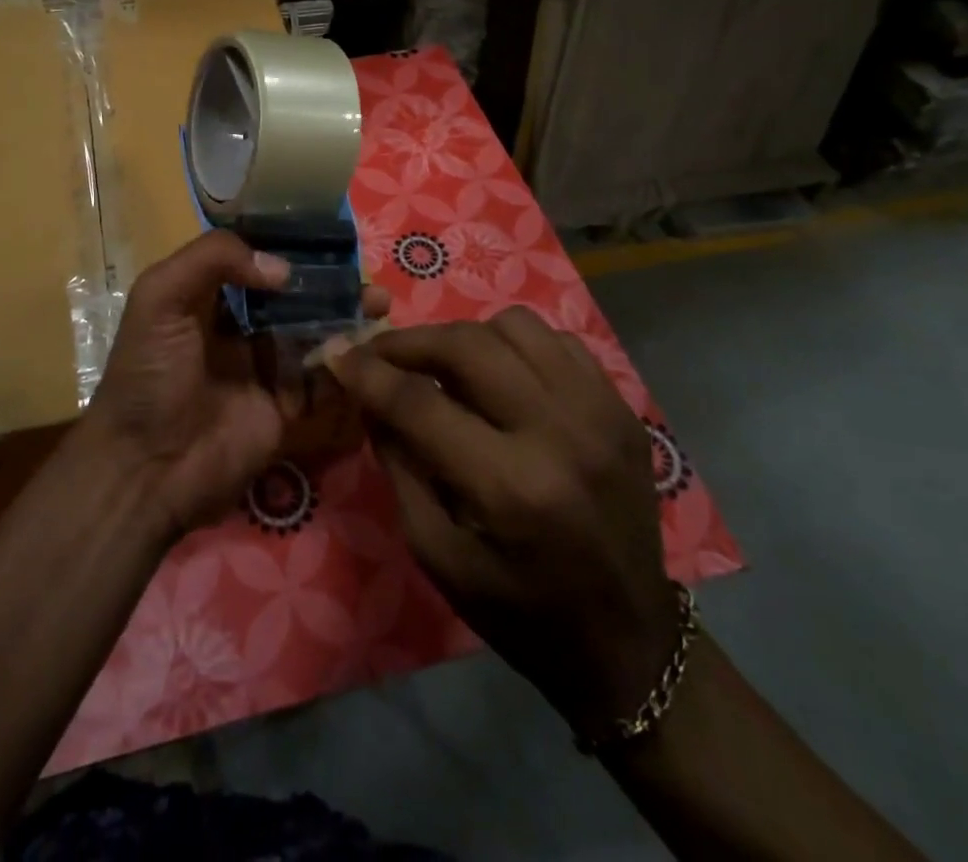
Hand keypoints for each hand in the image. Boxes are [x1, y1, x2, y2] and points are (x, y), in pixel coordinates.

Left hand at [81, 229, 388, 540]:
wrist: (148, 468)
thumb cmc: (149, 374)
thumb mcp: (160, 298)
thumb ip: (212, 259)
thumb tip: (282, 269)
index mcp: (205, 297)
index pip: (252, 261)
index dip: (287, 248)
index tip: (327, 237)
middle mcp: (238, 328)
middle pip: (291, 297)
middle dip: (326, 285)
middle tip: (363, 278)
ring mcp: (263, 368)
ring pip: (312, 334)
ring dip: (344, 319)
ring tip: (378, 305)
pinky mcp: (285, 408)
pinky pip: (321, 381)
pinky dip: (344, 365)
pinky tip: (367, 349)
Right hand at [327, 307, 677, 738]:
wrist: (628, 640)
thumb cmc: (520, 611)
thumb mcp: (436, 553)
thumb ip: (399, 465)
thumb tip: (368, 396)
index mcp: (511, 488)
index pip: (420, 403)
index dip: (369, 373)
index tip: (339, 356)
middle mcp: (561, 435)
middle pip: (467, 346)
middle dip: (410, 342)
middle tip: (381, 353)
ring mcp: (600, 413)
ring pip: (515, 327)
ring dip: (465, 338)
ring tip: (444, 367)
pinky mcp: (621, 408)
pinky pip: (556, 341)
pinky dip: (516, 346)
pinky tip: (500, 376)